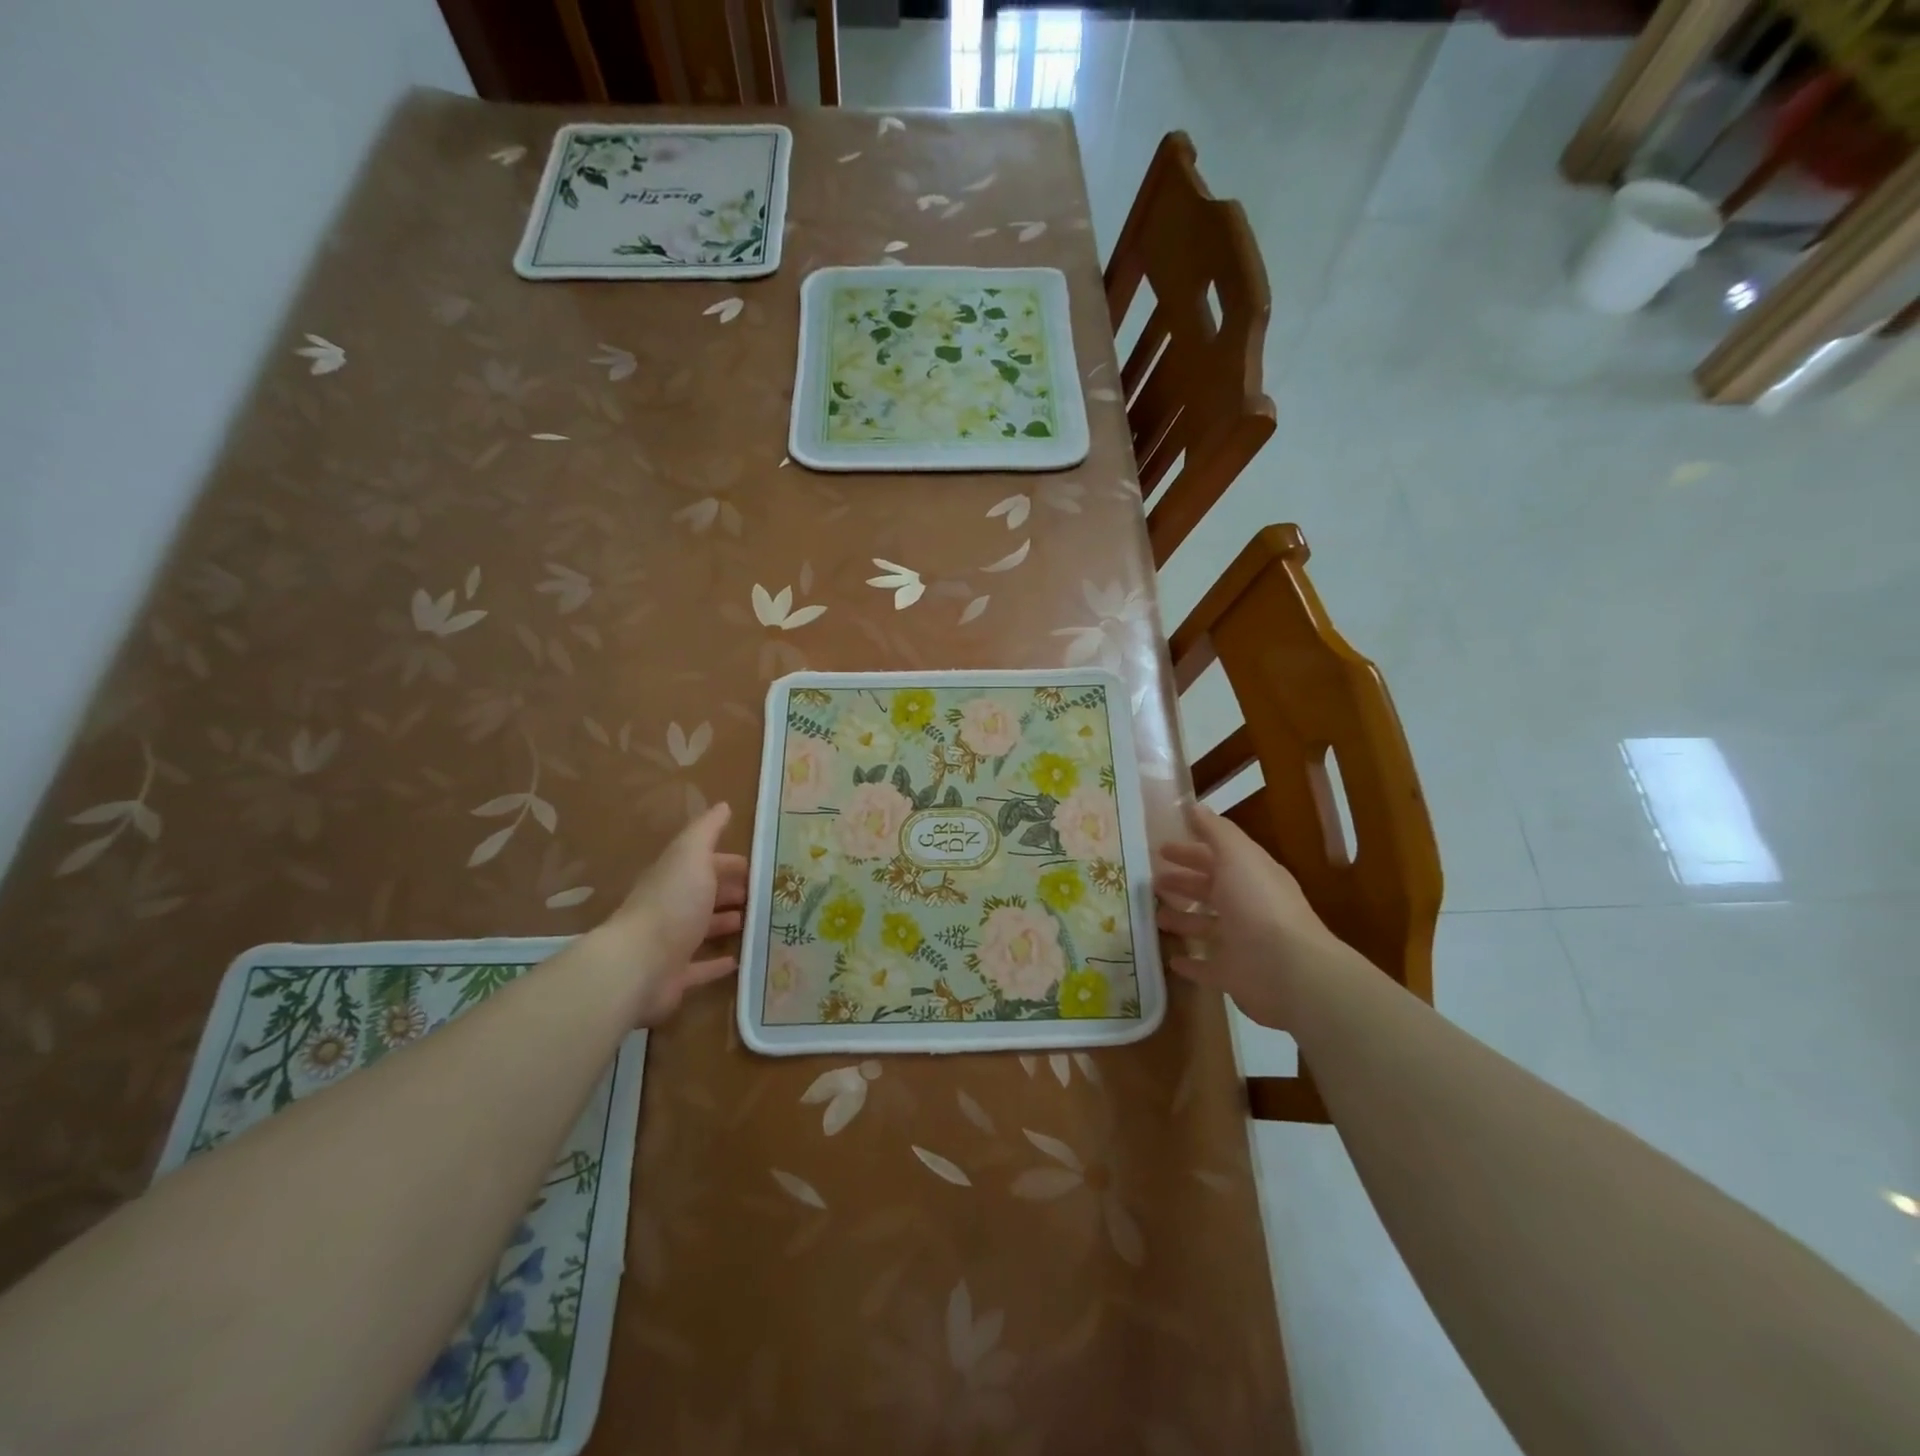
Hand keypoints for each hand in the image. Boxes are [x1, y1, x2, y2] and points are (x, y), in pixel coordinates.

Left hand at [600, 802, 748, 1022]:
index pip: (706, 864)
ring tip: (758, 921)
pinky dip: (717, 963)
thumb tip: (723, 806)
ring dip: (727, 923)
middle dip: (732, 891)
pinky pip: (700, 968)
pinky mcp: (675, 977)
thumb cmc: (672, 903)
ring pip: (704, 928)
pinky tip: (739, 960)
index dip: (730, 863)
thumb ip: (707, 831)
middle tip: (766, 894)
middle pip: (706, 894)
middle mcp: (672, 907)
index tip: (760, 867)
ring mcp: (672, 943)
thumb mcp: (691, 855)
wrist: (639, 964)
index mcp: (676, 877)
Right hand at [1153, 804, 1351, 1028]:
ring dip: (1183, 920)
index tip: (1160, 849)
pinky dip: (1191, 963)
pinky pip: (1207, 966)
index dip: (1190, 852)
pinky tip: (1171, 961)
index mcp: (1250, 876)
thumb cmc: (1258, 903)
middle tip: (1153, 881)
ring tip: (1156, 916)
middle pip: (1211, 890)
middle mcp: (1247, 906)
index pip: (1217, 858)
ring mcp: (1241, 942)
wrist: (1288, 968)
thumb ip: (1215, 831)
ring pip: (1206, 926)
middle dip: (1183, 883)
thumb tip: (1194, 806)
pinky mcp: (1233, 975)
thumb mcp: (1236, 855)